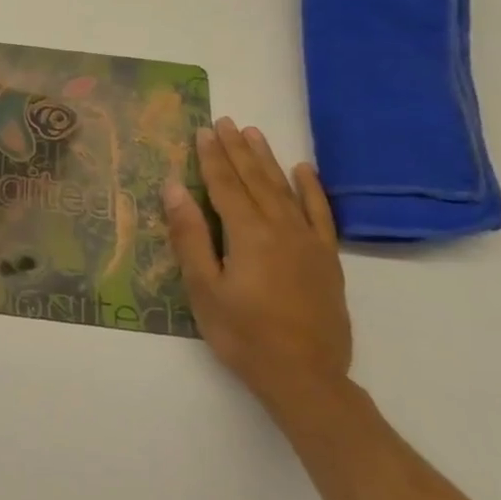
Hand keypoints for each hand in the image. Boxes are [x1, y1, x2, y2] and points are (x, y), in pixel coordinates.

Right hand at [163, 118, 351, 420]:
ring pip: (284, 190)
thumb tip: (174, 189)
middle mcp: (281, 229)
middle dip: (237, 150)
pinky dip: (311, 189)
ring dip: (267, 160)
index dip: (212, 157)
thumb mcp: (204, 289)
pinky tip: (303, 170)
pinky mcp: (327, 259)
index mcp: (248, 235)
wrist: (305, 378)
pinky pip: (319, 214)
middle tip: (225, 121)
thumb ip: (190, 236)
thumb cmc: (243, 335)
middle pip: (255, 180)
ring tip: (254, 133)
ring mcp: (308, 242)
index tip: (203, 130)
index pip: (225, 185)